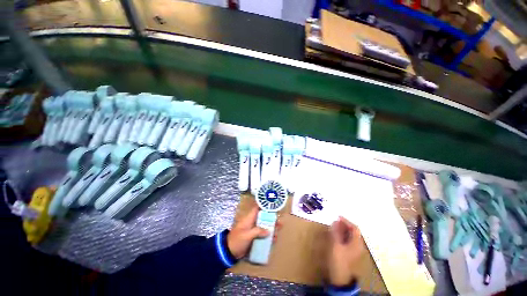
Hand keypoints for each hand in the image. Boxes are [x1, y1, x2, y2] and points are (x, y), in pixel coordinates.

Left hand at [227, 206, 281, 258]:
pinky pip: (263, 235)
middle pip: (263, 218)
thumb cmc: (237, 240)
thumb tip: (269, 231)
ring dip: (271, 228)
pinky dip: (268, 236)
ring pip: (264, 226)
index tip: (273, 205)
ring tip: (279, 229)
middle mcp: (252, 222)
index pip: (257, 208)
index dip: (264, 206)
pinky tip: (274, 239)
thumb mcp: (247, 235)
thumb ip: (257, 231)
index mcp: (249, 218)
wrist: (228, 252)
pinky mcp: (254, 237)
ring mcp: (254, 230)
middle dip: (271, 219)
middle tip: (280, 221)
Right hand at [328, 216, 364, 285]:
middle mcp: (358, 245)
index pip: (355, 228)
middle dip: (344, 225)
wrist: (340, 277)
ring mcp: (354, 250)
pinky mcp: (350, 252)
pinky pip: (347, 240)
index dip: (346, 221)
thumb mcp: (335, 245)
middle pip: (353, 231)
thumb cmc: (338, 260)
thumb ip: (336, 232)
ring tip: (334, 226)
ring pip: (350, 236)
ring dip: (343, 229)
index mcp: (356, 243)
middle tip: (335, 221)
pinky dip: (342, 235)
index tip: (337, 216)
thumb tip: (335, 221)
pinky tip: (335, 234)